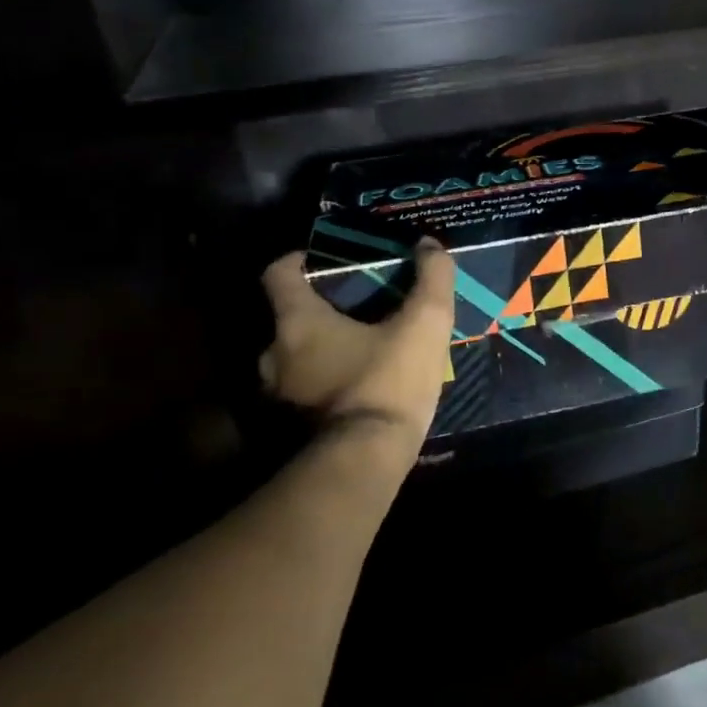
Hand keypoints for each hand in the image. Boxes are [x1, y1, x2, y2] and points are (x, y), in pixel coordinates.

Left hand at [258, 239, 455, 446]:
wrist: (366, 461)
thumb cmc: (388, 383)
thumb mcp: (424, 326)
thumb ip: (432, 280)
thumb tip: (430, 245)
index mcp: (297, 322)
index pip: (278, 273)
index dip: (298, 260)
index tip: (324, 261)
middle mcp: (274, 355)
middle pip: (288, 318)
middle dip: (318, 311)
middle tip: (356, 310)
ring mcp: (277, 395)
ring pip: (293, 359)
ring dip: (318, 352)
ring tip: (358, 352)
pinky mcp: (287, 428)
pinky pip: (301, 393)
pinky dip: (320, 385)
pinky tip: (354, 390)